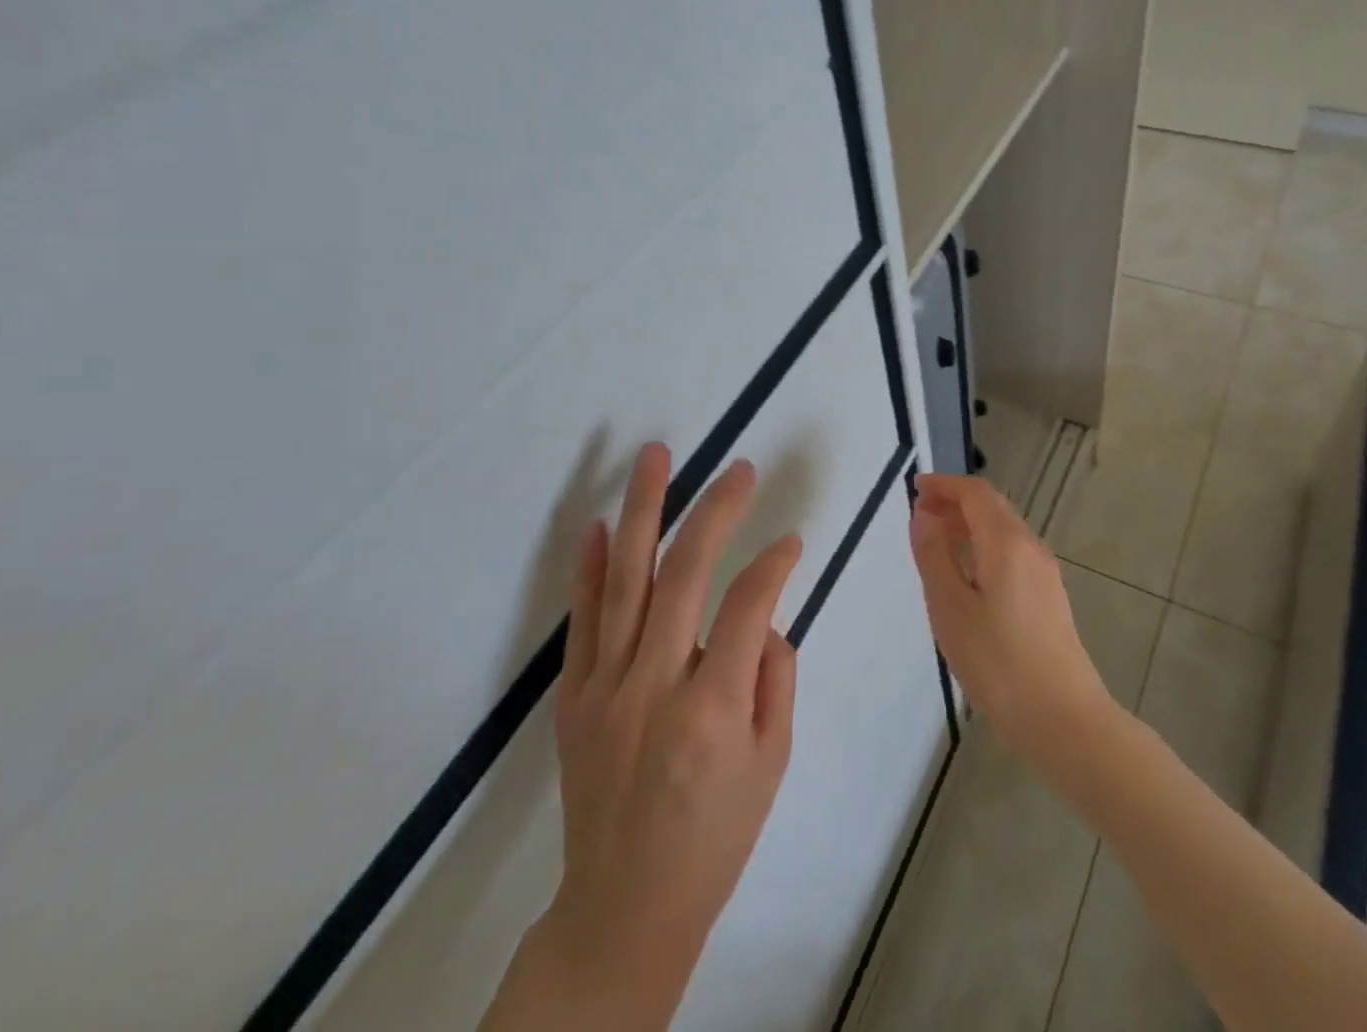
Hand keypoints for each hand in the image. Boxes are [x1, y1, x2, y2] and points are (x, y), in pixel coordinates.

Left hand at [486, 445, 801, 1031]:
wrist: (624, 908)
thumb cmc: (715, 836)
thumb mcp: (772, 762)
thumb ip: (775, 677)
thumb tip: (764, 616)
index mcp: (714, 707)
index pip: (750, 605)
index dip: (775, 562)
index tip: (792, 539)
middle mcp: (655, 684)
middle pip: (684, 574)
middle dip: (716, 511)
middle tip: (738, 469)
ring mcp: (606, 686)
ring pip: (626, 580)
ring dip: (643, 511)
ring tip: (655, 457)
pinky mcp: (574, 696)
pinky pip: (584, 620)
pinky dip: (591, 569)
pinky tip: (600, 524)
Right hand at [909, 473, 1113, 767]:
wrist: (1063, 719)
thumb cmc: (998, 662)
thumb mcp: (951, 608)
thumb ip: (934, 555)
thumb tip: (924, 515)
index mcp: (1007, 543)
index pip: (975, 493)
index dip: (944, 484)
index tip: (915, 488)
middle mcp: (1031, 548)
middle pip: (992, 508)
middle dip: (955, 502)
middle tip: (920, 513)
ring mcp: (1045, 574)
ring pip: (1003, 531)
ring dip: (969, 525)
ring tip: (936, 541)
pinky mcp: (1049, 598)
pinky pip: (1012, 554)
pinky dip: (983, 547)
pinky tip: (967, 575)